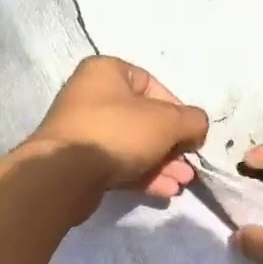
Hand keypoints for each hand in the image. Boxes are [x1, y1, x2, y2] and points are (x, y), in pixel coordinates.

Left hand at [28, 56, 208, 200]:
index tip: (190, 134)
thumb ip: (192, 121)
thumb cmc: (118, 132)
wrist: (64, 174)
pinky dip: (143, 175)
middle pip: (144, 120)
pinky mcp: (80, 162)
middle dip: (172, 145)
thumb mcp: (167, 121)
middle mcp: (91, 96)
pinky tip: (165, 191)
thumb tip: (198, 128)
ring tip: (182, 183)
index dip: (177, 111)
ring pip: (134, 145)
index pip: (153, 86)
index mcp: (107, 72)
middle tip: (189, 166)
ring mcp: (84, 131)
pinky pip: (119, 164)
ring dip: (162, 164)